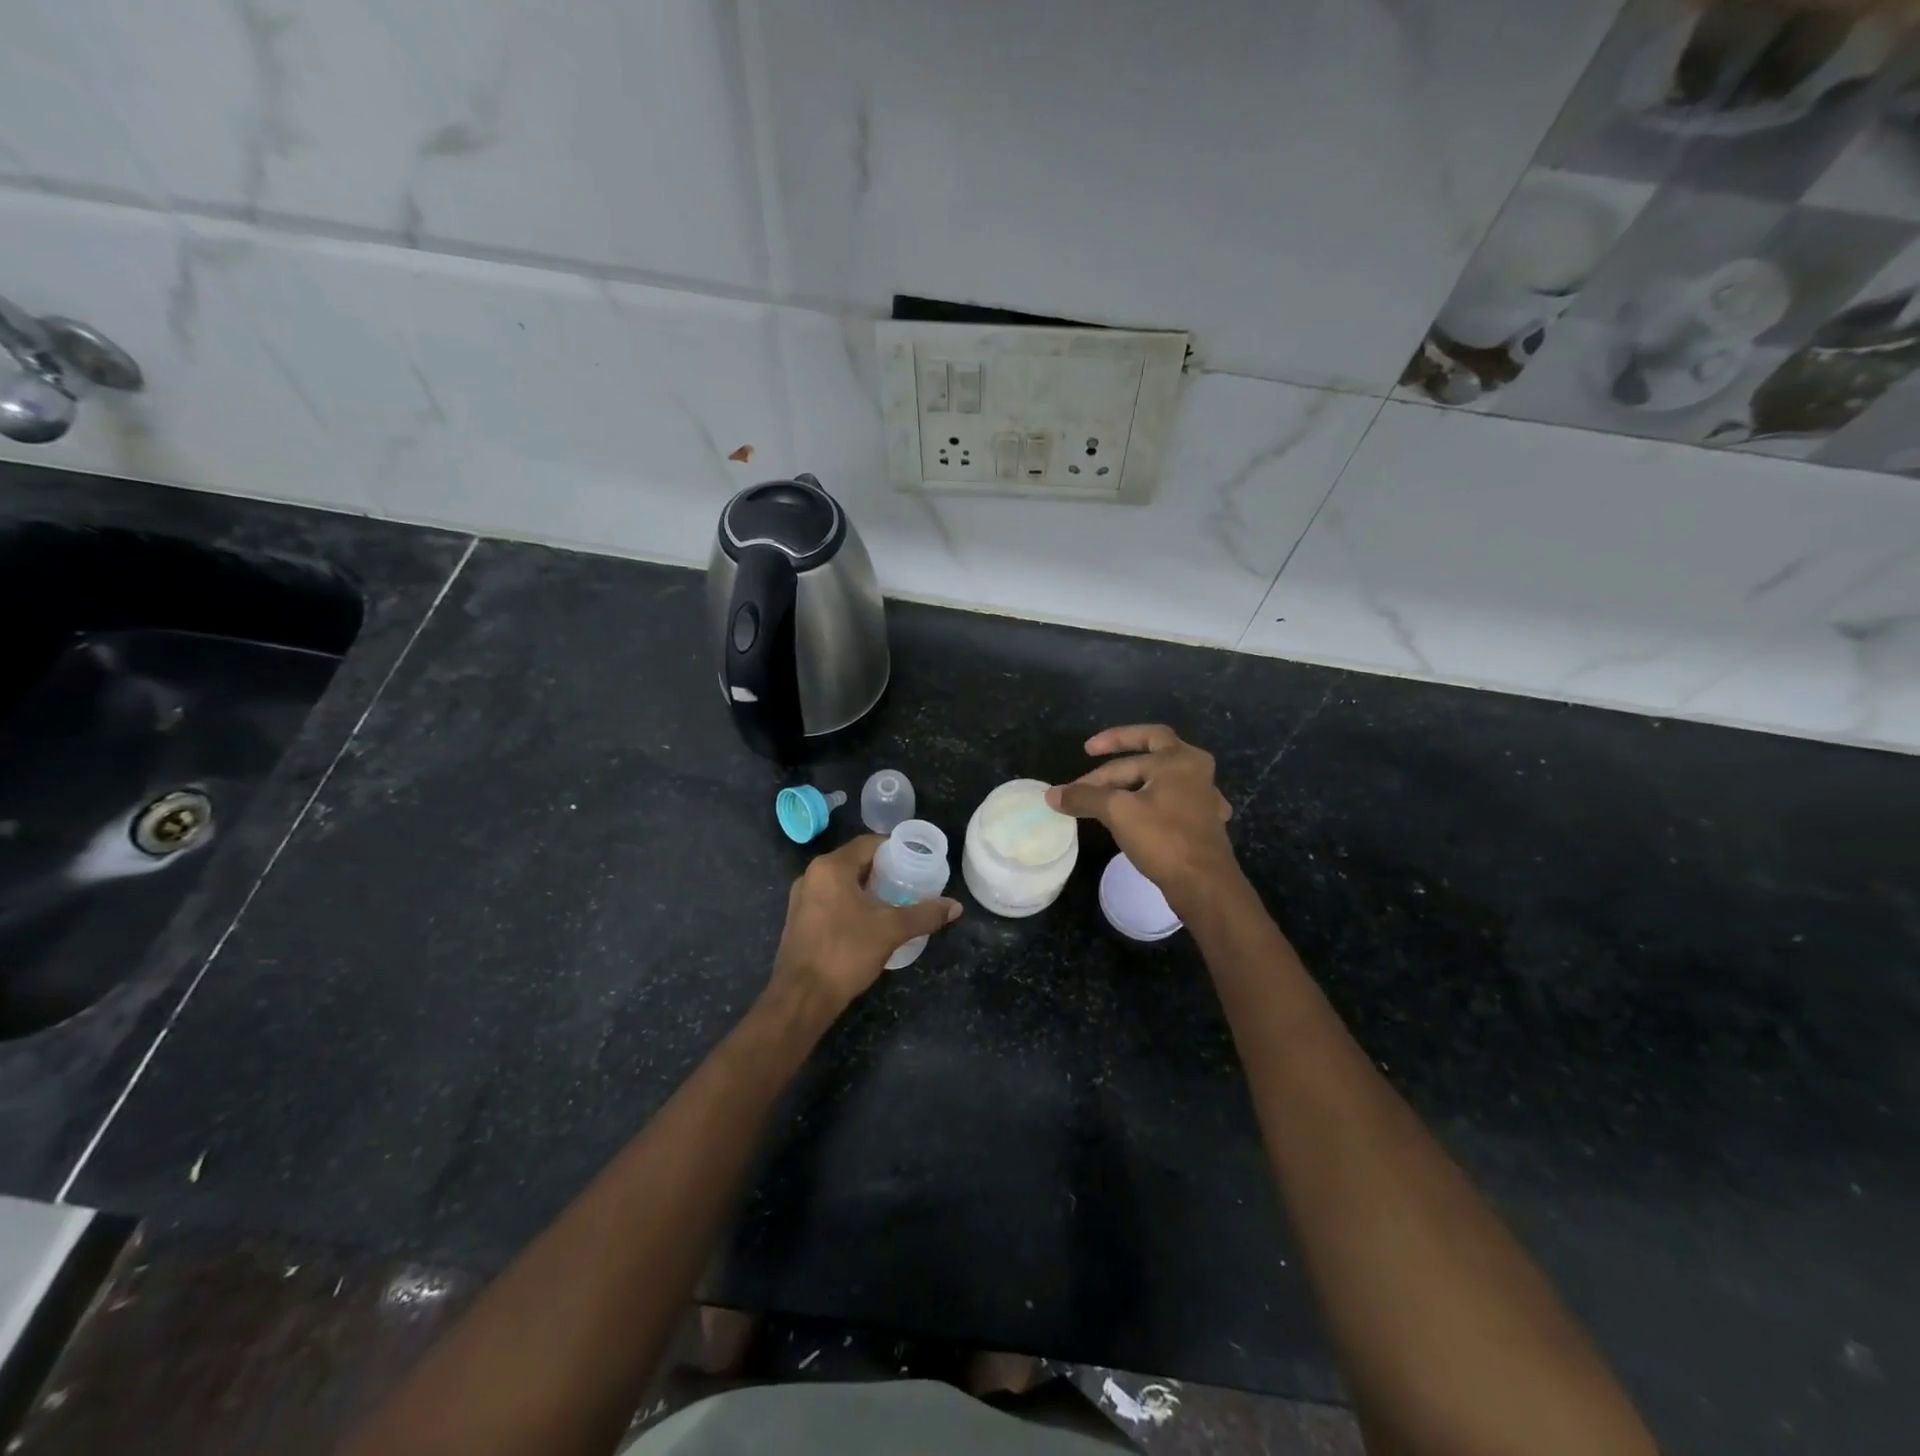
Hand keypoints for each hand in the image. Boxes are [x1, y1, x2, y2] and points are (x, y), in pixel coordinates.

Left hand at [767, 834, 961, 1019]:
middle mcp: (812, 875)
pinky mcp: (798, 920)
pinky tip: (868, 922)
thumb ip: (925, 914)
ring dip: (866, 888)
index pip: (868, 843)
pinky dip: (850, 903)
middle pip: (854, 861)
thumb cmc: (846, 953)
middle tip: (910, 882)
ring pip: (841, 882)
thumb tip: (956, 906)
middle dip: (883, 870)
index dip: (895, 849)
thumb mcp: (891, 930)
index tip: (916, 861)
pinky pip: (830, 900)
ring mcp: (801, 899)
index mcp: (831, 867)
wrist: (802, 997)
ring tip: (894, 902)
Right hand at [1046, 725, 1239, 917]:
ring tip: (1109, 796)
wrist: (1204, 885)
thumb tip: (1051, 795)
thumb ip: (1084, 797)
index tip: (1081, 759)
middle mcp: (1196, 771)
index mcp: (1179, 759)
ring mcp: (1203, 798)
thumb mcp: (1117, 812)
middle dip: (1117, 765)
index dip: (1101, 755)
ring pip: (1160, 780)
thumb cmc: (1163, 838)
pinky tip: (1142, 814)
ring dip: (1133, 785)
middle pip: (1149, 756)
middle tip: (1091, 770)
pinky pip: (1170, 802)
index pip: (1131, 750)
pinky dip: (1150, 804)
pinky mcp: (1202, 823)